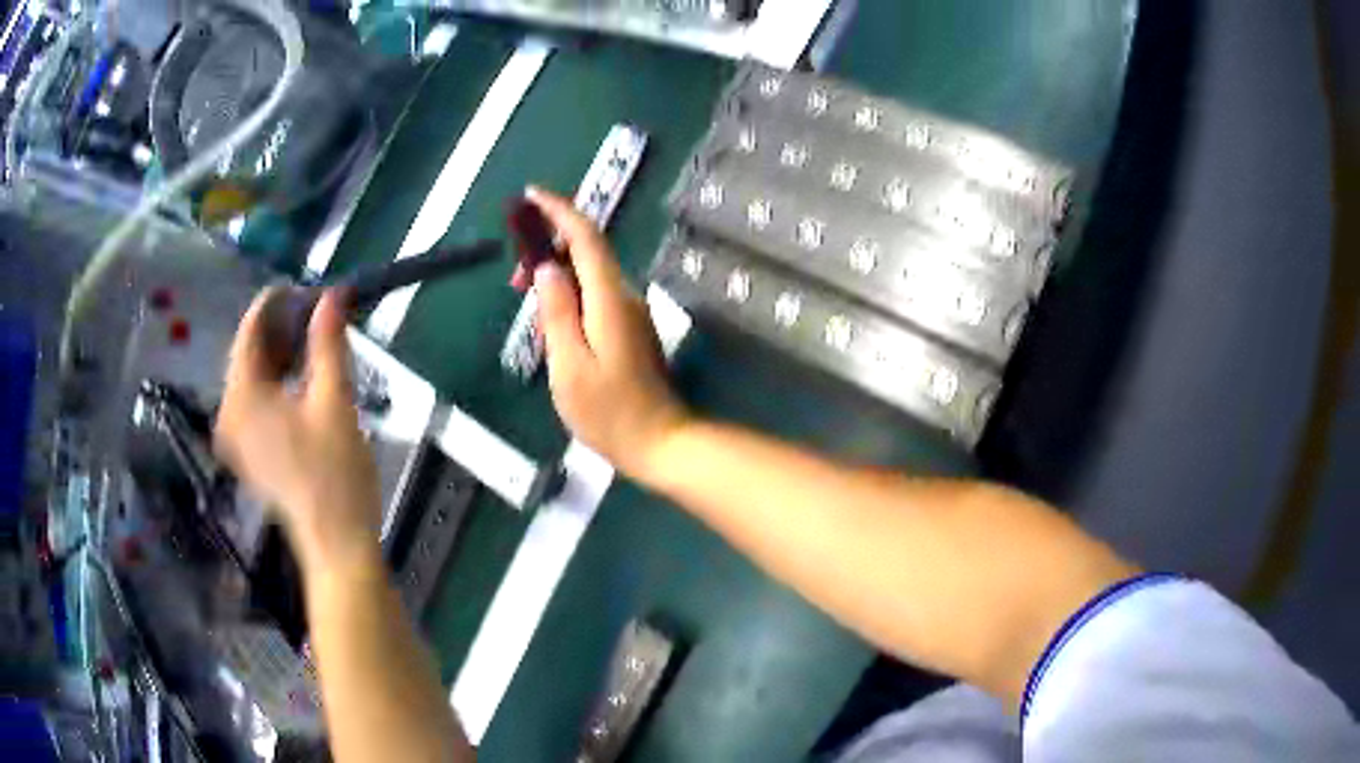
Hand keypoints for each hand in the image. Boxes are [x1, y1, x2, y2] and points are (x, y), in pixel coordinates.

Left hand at [215, 289, 381, 574]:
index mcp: (241, 396)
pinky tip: (303, 377)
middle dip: (281, 328)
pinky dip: (277, 382)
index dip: (277, 302)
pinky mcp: (248, 452)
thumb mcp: (334, 400)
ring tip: (316, 339)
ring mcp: (235, 436)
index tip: (309, 287)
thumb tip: (331, 296)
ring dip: (281, 354)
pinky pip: (255, 400)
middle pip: (248, 353)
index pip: (249, 331)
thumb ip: (328, 343)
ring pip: (253, 377)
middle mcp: (228, 412)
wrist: (336, 543)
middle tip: (319, 313)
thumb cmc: (335, 473)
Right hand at [527, 187, 690, 478]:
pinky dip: (569, 300)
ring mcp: (630, 313)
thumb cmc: (609, 411)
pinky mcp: (629, 330)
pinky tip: (553, 329)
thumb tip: (546, 269)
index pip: (585, 238)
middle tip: (514, 280)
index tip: (531, 195)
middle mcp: (624, 296)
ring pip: (588, 277)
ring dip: (556, 279)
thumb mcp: (569, 364)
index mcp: (609, 298)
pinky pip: (594, 299)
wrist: (660, 442)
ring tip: (529, 310)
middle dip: (548, 251)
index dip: (559, 211)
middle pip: (586, 253)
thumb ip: (557, 312)